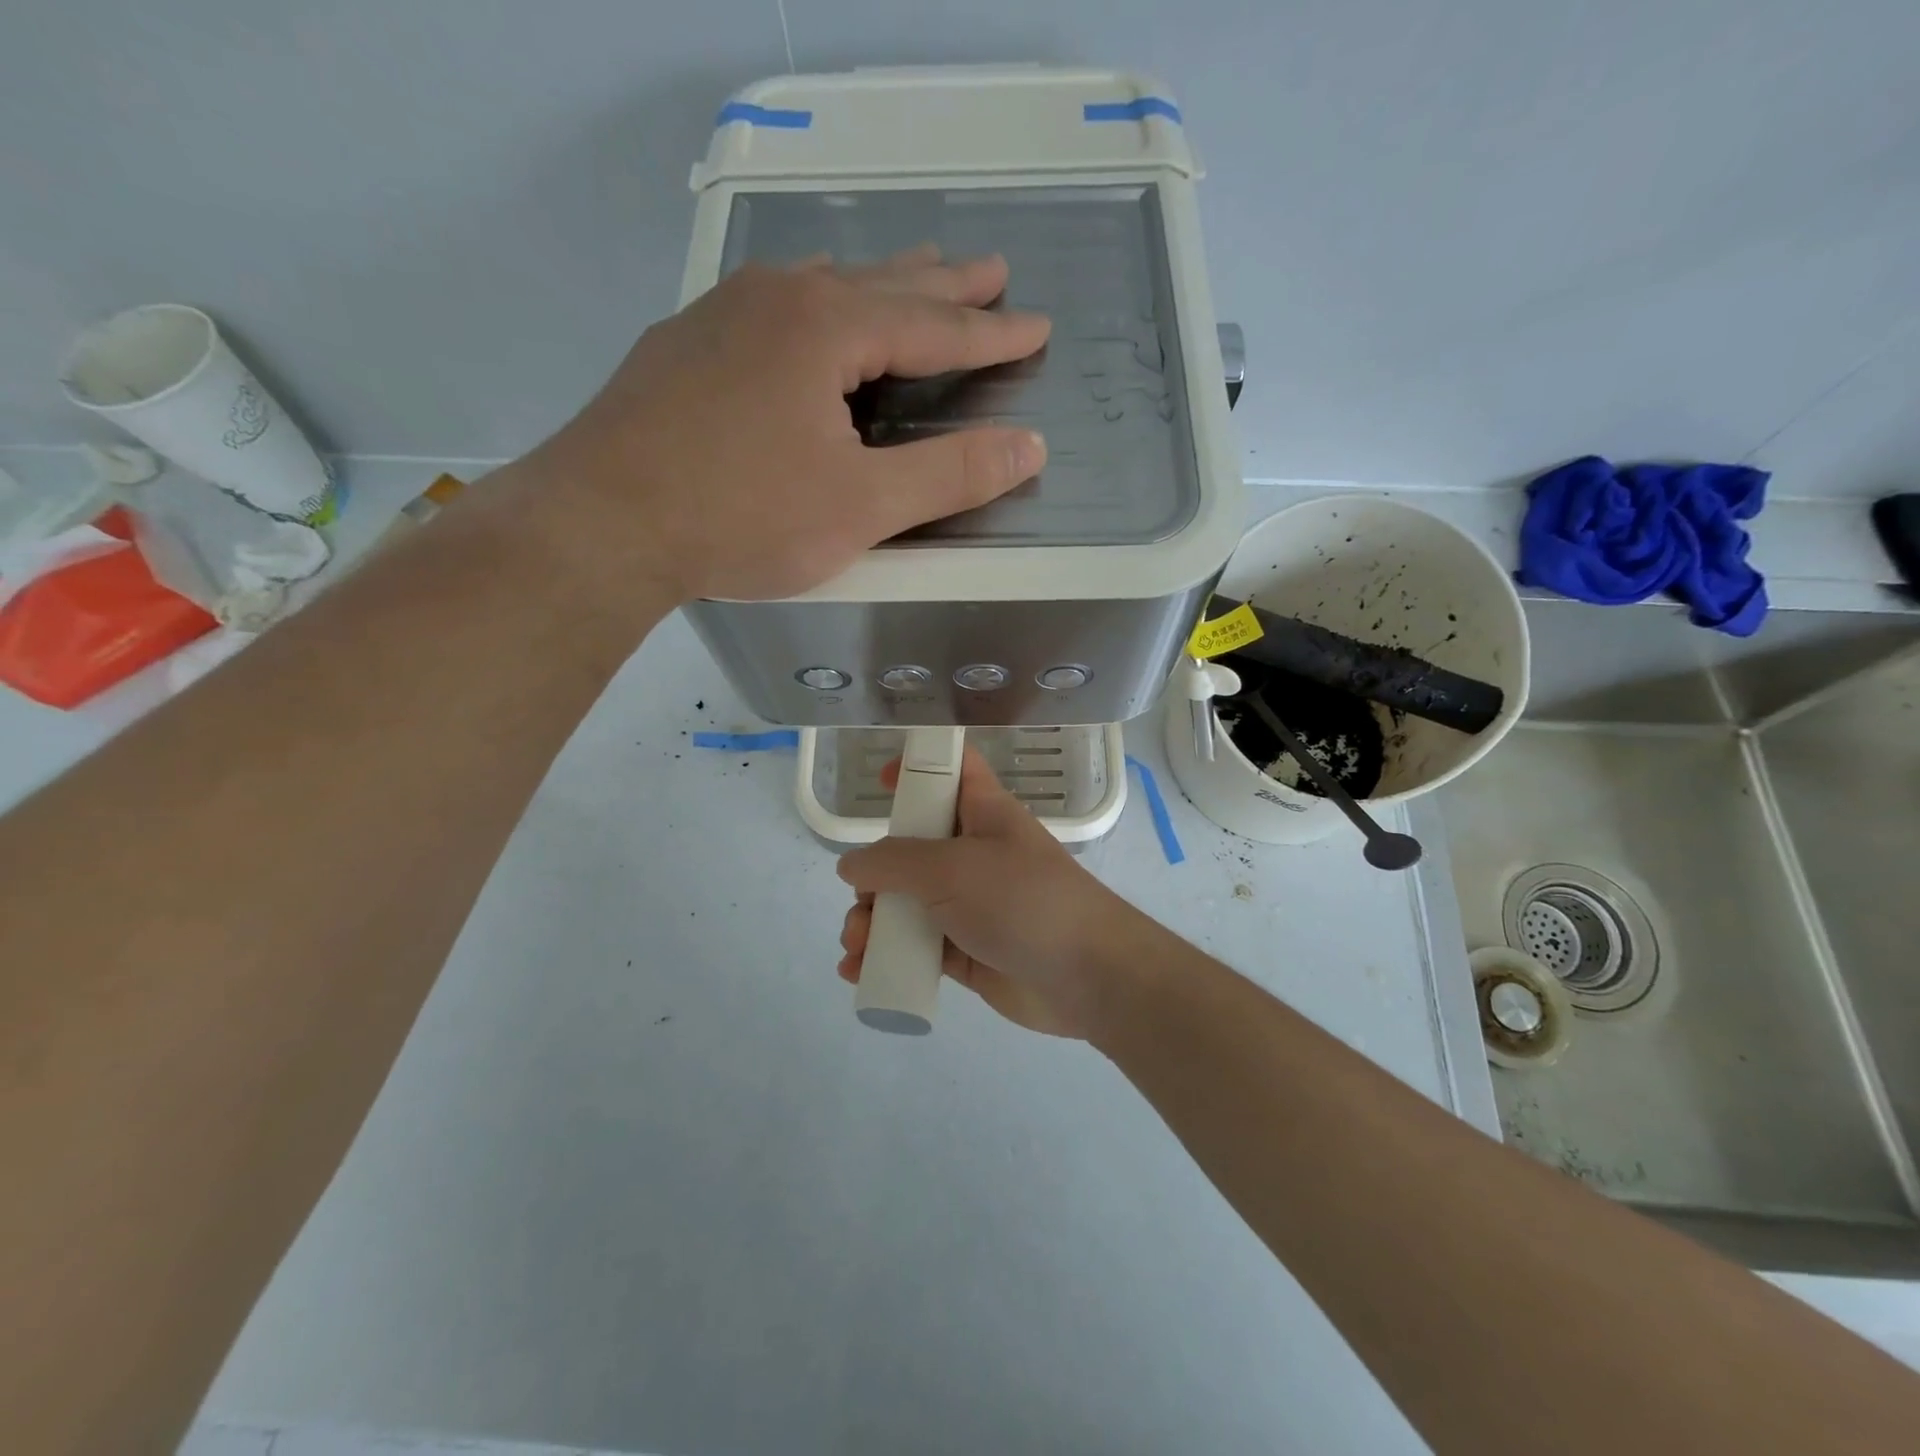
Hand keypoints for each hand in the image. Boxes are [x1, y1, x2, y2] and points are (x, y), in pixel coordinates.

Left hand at [510, 247, 1049, 620]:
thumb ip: (949, 476)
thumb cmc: (742, 517)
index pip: (933, 326)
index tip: (1036, 327)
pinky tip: (807, 319)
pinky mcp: (684, 348)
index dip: (991, 333)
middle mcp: (776, 299)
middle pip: (881, 285)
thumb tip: (1030, 446)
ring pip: (820, 288)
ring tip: (912, 278)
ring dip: (876, 285)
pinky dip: (815, 307)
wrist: (602, 523)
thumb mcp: (861, 508)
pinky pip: (771, 310)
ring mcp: (721, 317)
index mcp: (826, 328)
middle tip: (990, 270)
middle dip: (943, 285)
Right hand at [835, 748, 1156, 1039]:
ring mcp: (971, 904)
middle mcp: (975, 854)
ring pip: (909, 902)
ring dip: (874, 921)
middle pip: (913, 847)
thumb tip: (852, 865)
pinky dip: (888, 956)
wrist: (1087, 976)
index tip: (880, 781)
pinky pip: (917, 946)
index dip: (919, 765)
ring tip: (857, 946)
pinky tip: (859, 970)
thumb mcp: (952, 867)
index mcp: (983, 813)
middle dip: (875, 874)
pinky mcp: (967, 951)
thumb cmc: (1021, 899)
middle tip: (861, 902)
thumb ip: (894, 862)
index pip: (953, 770)